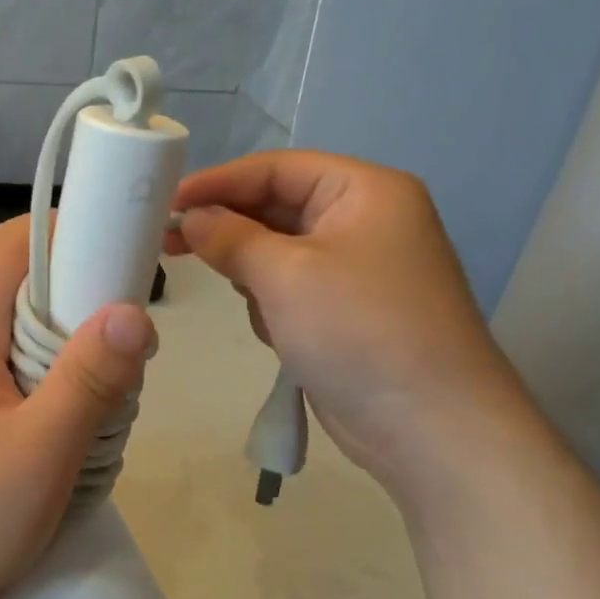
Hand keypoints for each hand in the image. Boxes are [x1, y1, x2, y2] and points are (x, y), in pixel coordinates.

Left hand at [0, 217, 153, 598]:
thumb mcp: (39, 451)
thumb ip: (88, 380)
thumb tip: (134, 313)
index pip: (7, 245)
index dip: (61, 230)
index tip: (118, 247)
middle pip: (19, 283)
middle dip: (78, 292)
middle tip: (128, 332)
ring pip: (22, 330)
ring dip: (70, 344)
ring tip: (114, 384)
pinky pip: (17, 370)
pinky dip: (55, 379)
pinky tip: (82, 420)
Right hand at [169, 152, 532, 489]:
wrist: (432, 430)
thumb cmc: (359, 330)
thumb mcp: (284, 274)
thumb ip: (228, 236)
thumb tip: (190, 217)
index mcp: (364, 192)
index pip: (276, 168)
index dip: (218, 181)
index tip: (167, 200)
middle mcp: (364, 221)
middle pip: (276, 207)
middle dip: (229, 228)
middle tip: (168, 241)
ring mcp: (357, 269)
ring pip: (278, 251)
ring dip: (252, 272)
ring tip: (245, 299)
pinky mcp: (347, 312)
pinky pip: (291, 288)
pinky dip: (272, 303)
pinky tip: (276, 332)